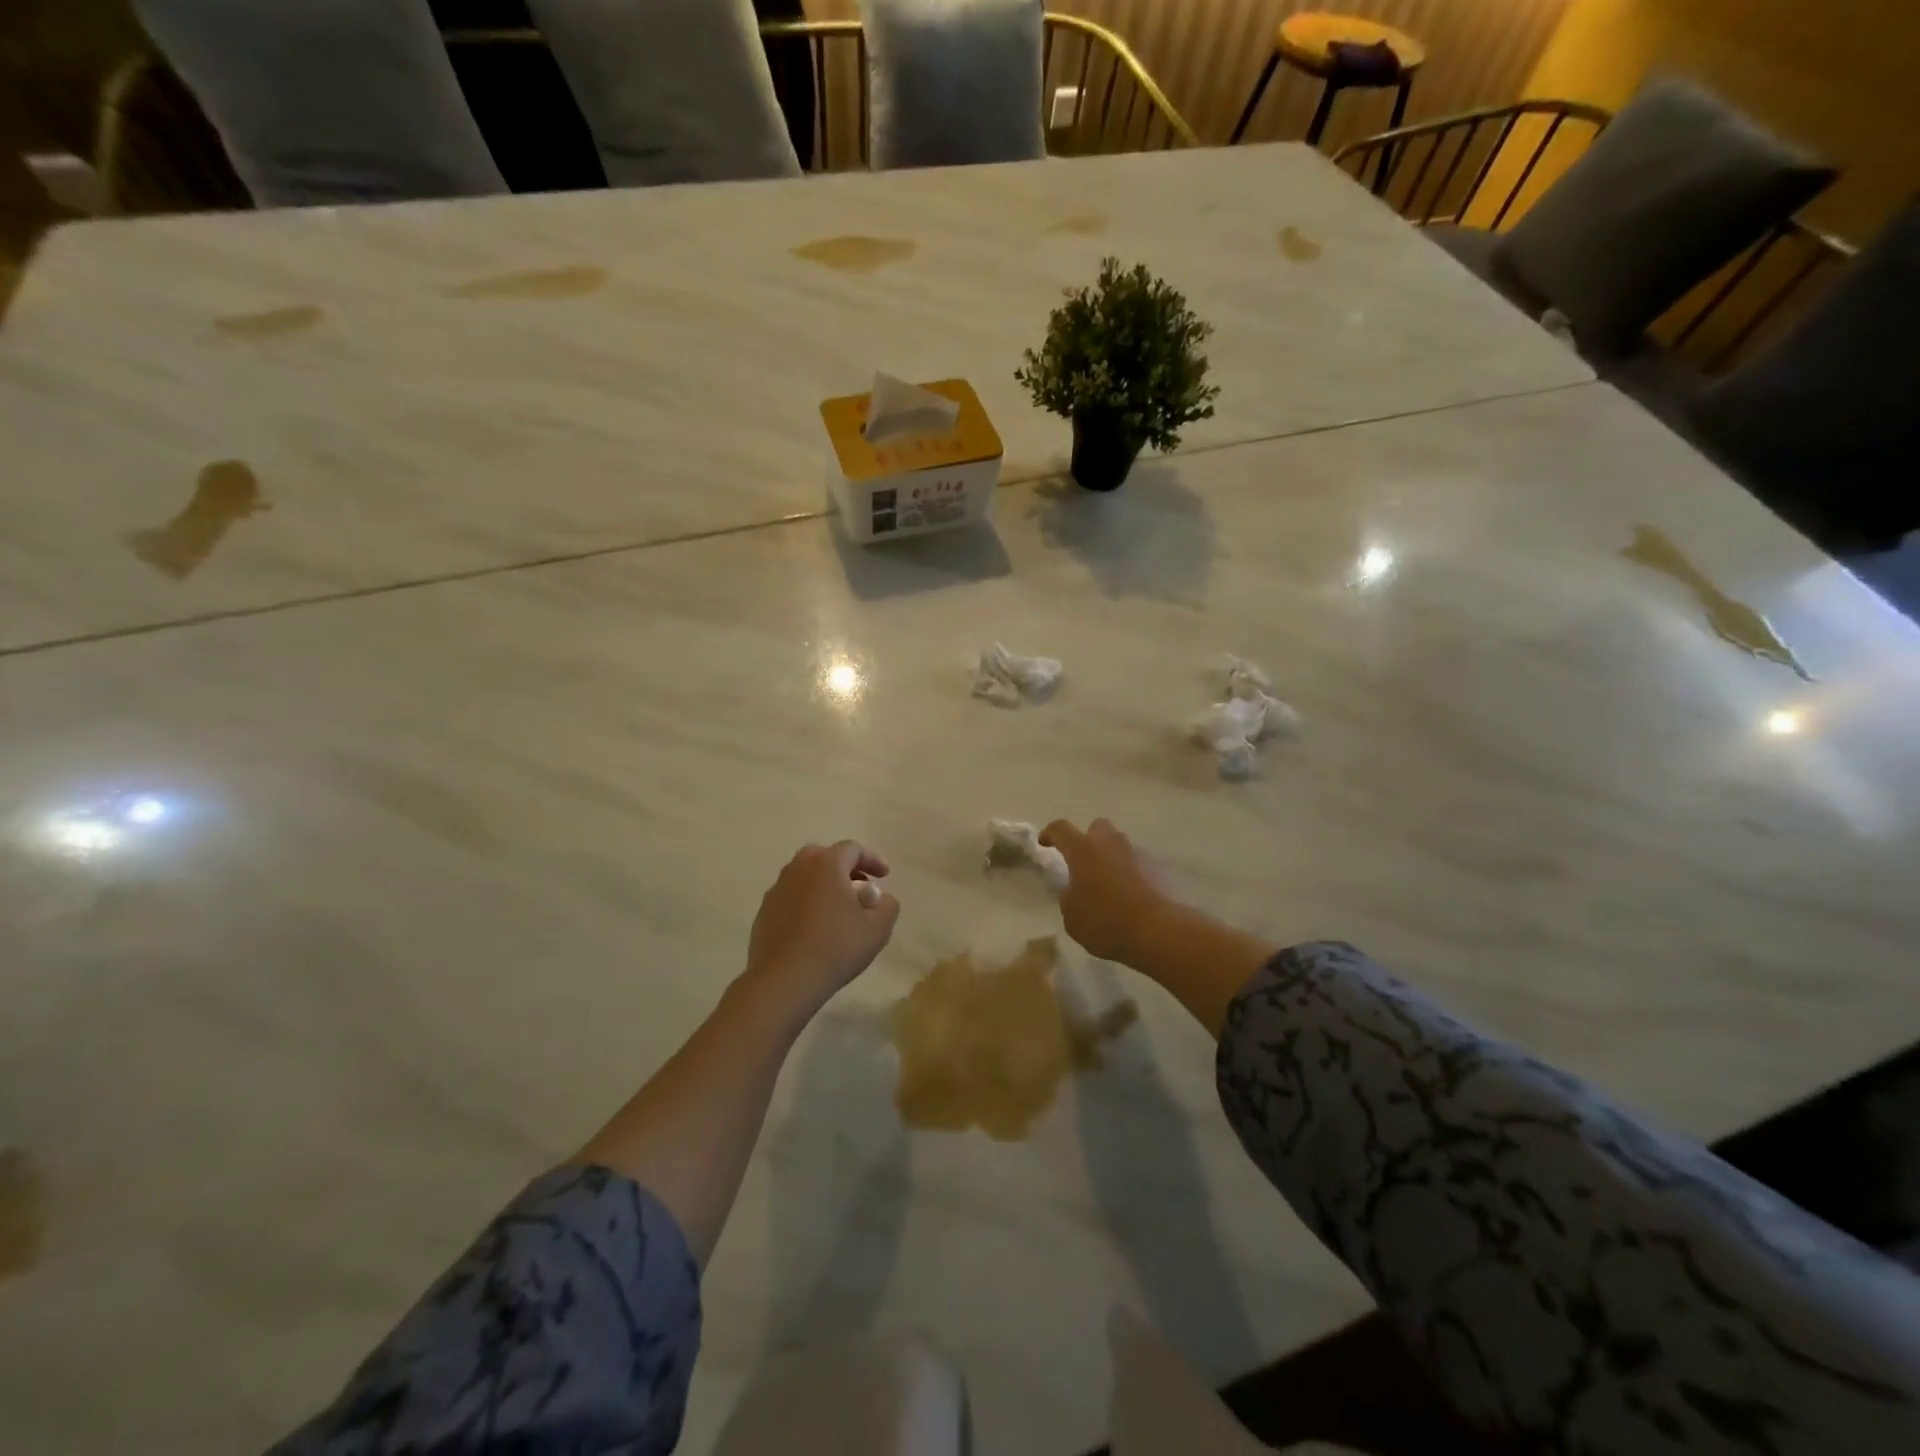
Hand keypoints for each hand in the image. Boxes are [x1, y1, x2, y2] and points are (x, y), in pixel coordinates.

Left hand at [742, 841, 899, 1020]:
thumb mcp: (877, 929)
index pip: (852, 849)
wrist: (784, 981)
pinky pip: (790, 898)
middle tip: (858, 887)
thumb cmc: (836, 948)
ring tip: (836, 910)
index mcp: (826, 865)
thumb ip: (888, 906)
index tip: (884, 876)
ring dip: (822, 885)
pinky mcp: (763, 913)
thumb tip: (881, 899)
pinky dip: (805, 903)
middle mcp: (798, 869)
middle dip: (843, 867)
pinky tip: (814, 928)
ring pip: (803, 876)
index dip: (872, 859)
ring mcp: (777, 890)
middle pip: (823, 856)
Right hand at [1039, 818, 1179, 965]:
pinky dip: (1131, 874)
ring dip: (1112, 858)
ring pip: (1120, 846)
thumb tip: (1075, 890)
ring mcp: (1137, 854)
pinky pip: (1138, 864)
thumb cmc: (1105, 921)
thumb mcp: (1072, 916)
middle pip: (1097, 827)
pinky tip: (1129, 897)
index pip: (1061, 829)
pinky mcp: (1158, 869)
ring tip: (1108, 885)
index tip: (1045, 843)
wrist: (1158, 931)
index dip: (1050, 834)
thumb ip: (1069, 897)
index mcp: (1083, 850)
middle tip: (1084, 863)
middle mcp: (1110, 844)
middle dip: (1089, 840)